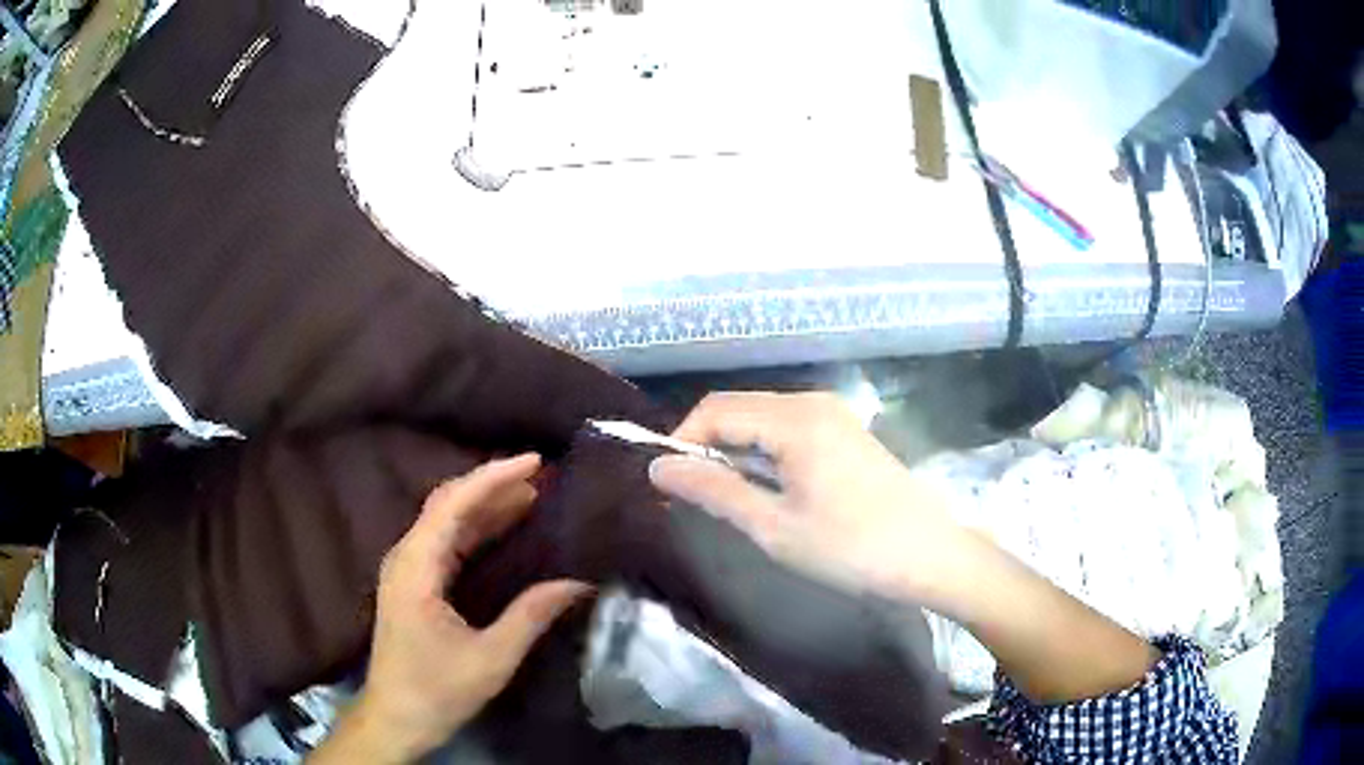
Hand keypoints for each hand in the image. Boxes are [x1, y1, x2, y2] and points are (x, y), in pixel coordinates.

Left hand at [310, 455, 590, 763]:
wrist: (396, 717)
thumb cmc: (438, 690)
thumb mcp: (491, 659)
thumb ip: (531, 616)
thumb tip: (578, 582)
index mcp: (416, 568)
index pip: (453, 504)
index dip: (493, 478)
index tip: (534, 462)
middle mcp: (405, 558)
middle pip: (446, 505)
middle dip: (492, 486)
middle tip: (540, 477)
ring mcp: (406, 570)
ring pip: (445, 522)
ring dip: (485, 506)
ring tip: (530, 495)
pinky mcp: (412, 584)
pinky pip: (445, 543)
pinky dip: (475, 530)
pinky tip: (503, 530)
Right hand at [652, 392, 1157, 702]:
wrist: (931, 557)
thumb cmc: (851, 549)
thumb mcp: (773, 527)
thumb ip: (714, 491)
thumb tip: (657, 467)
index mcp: (794, 418)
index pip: (715, 410)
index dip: (683, 442)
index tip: (670, 486)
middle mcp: (812, 402)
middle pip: (738, 409)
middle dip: (708, 448)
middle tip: (696, 499)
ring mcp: (834, 415)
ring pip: (762, 420)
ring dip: (737, 453)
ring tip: (731, 502)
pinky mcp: (846, 432)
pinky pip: (789, 430)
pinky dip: (765, 454)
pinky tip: (771, 492)